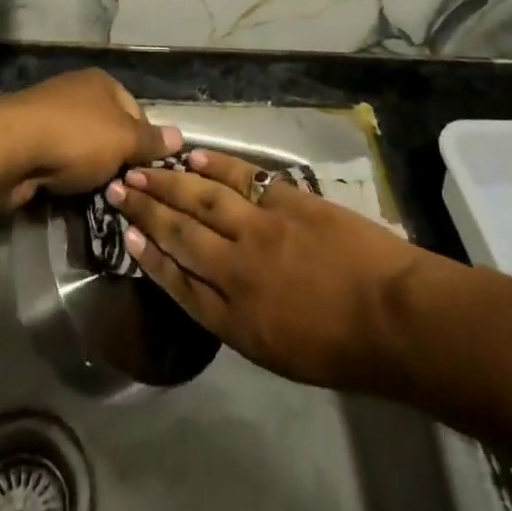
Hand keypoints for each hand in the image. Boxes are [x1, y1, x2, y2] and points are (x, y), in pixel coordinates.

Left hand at [0, 69, 182, 210]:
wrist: (7, 148)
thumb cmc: (75, 138)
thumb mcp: (124, 140)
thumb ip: (151, 141)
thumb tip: (180, 136)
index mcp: (102, 82)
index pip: (136, 112)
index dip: (144, 142)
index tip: (144, 171)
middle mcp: (76, 90)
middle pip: (108, 129)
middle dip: (115, 158)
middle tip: (120, 186)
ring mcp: (48, 112)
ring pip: (81, 146)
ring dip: (87, 169)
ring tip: (92, 193)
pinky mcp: (26, 137)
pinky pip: (56, 158)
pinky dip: (61, 173)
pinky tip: (62, 188)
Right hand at [108, 148, 422, 391]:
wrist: (393, 316)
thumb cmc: (340, 348)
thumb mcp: (278, 352)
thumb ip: (238, 317)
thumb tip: (210, 284)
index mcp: (234, 317)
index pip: (178, 281)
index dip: (148, 256)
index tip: (126, 235)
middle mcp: (236, 268)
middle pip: (180, 232)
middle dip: (146, 210)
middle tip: (118, 188)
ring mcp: (260, 228)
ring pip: (203, 198)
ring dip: (169, 182)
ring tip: (143, 168)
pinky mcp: (285, 200)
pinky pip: (241, 178)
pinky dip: (215, 166)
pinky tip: (194, 158)